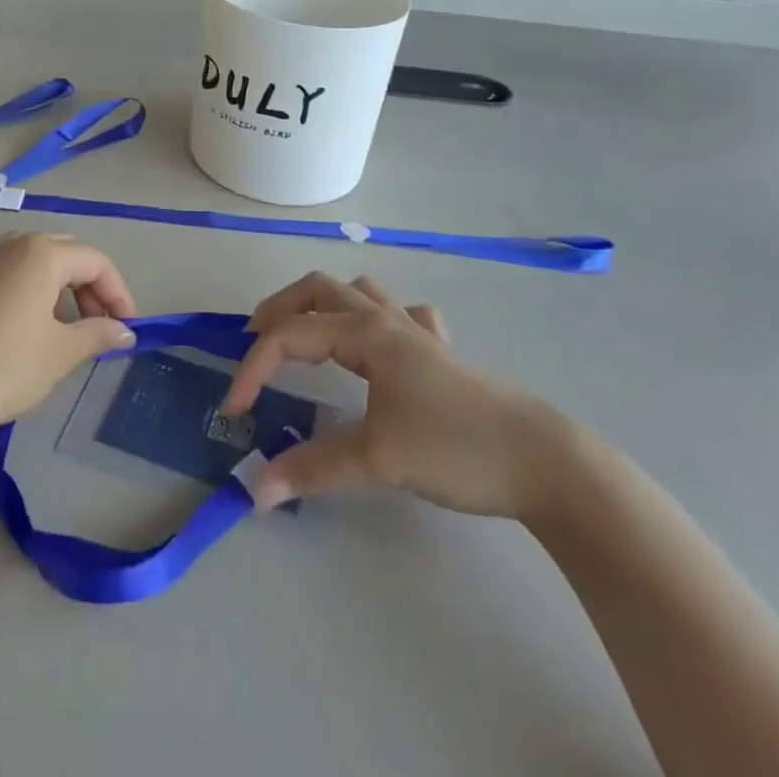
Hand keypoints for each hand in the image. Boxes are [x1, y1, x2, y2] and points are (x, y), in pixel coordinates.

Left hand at [0, 233, 135, 458]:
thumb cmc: (2, 370)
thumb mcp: (60, 354)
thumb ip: (98, 334)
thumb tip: (124, 331)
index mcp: (41, 253)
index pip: (95, 262)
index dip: (117, 293)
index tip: (126, 328)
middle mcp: (7, 242)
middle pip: (61, 253)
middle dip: (86, 286)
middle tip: (96, 325)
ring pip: (24, 257)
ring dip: (49, 283)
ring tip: (55, 323)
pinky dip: (9, 283)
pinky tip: (7, 311)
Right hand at [222, 271, 566, 515]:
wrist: (543, 461)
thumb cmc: (455, 446)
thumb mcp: (378, 458)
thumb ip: (313, 468)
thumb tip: (256, 488)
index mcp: (365, 332)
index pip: (290, 335)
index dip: (254, 368)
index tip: (235, 410)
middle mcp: (385, 319)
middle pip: (317, 289)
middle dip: (278, 309)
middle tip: (252, 340)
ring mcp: (417, 332)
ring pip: (358, 292)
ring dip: (322, 304)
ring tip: (303, 334)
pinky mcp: (441, 354)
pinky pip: (403, 316)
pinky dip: (379, 318)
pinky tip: (380, 344)